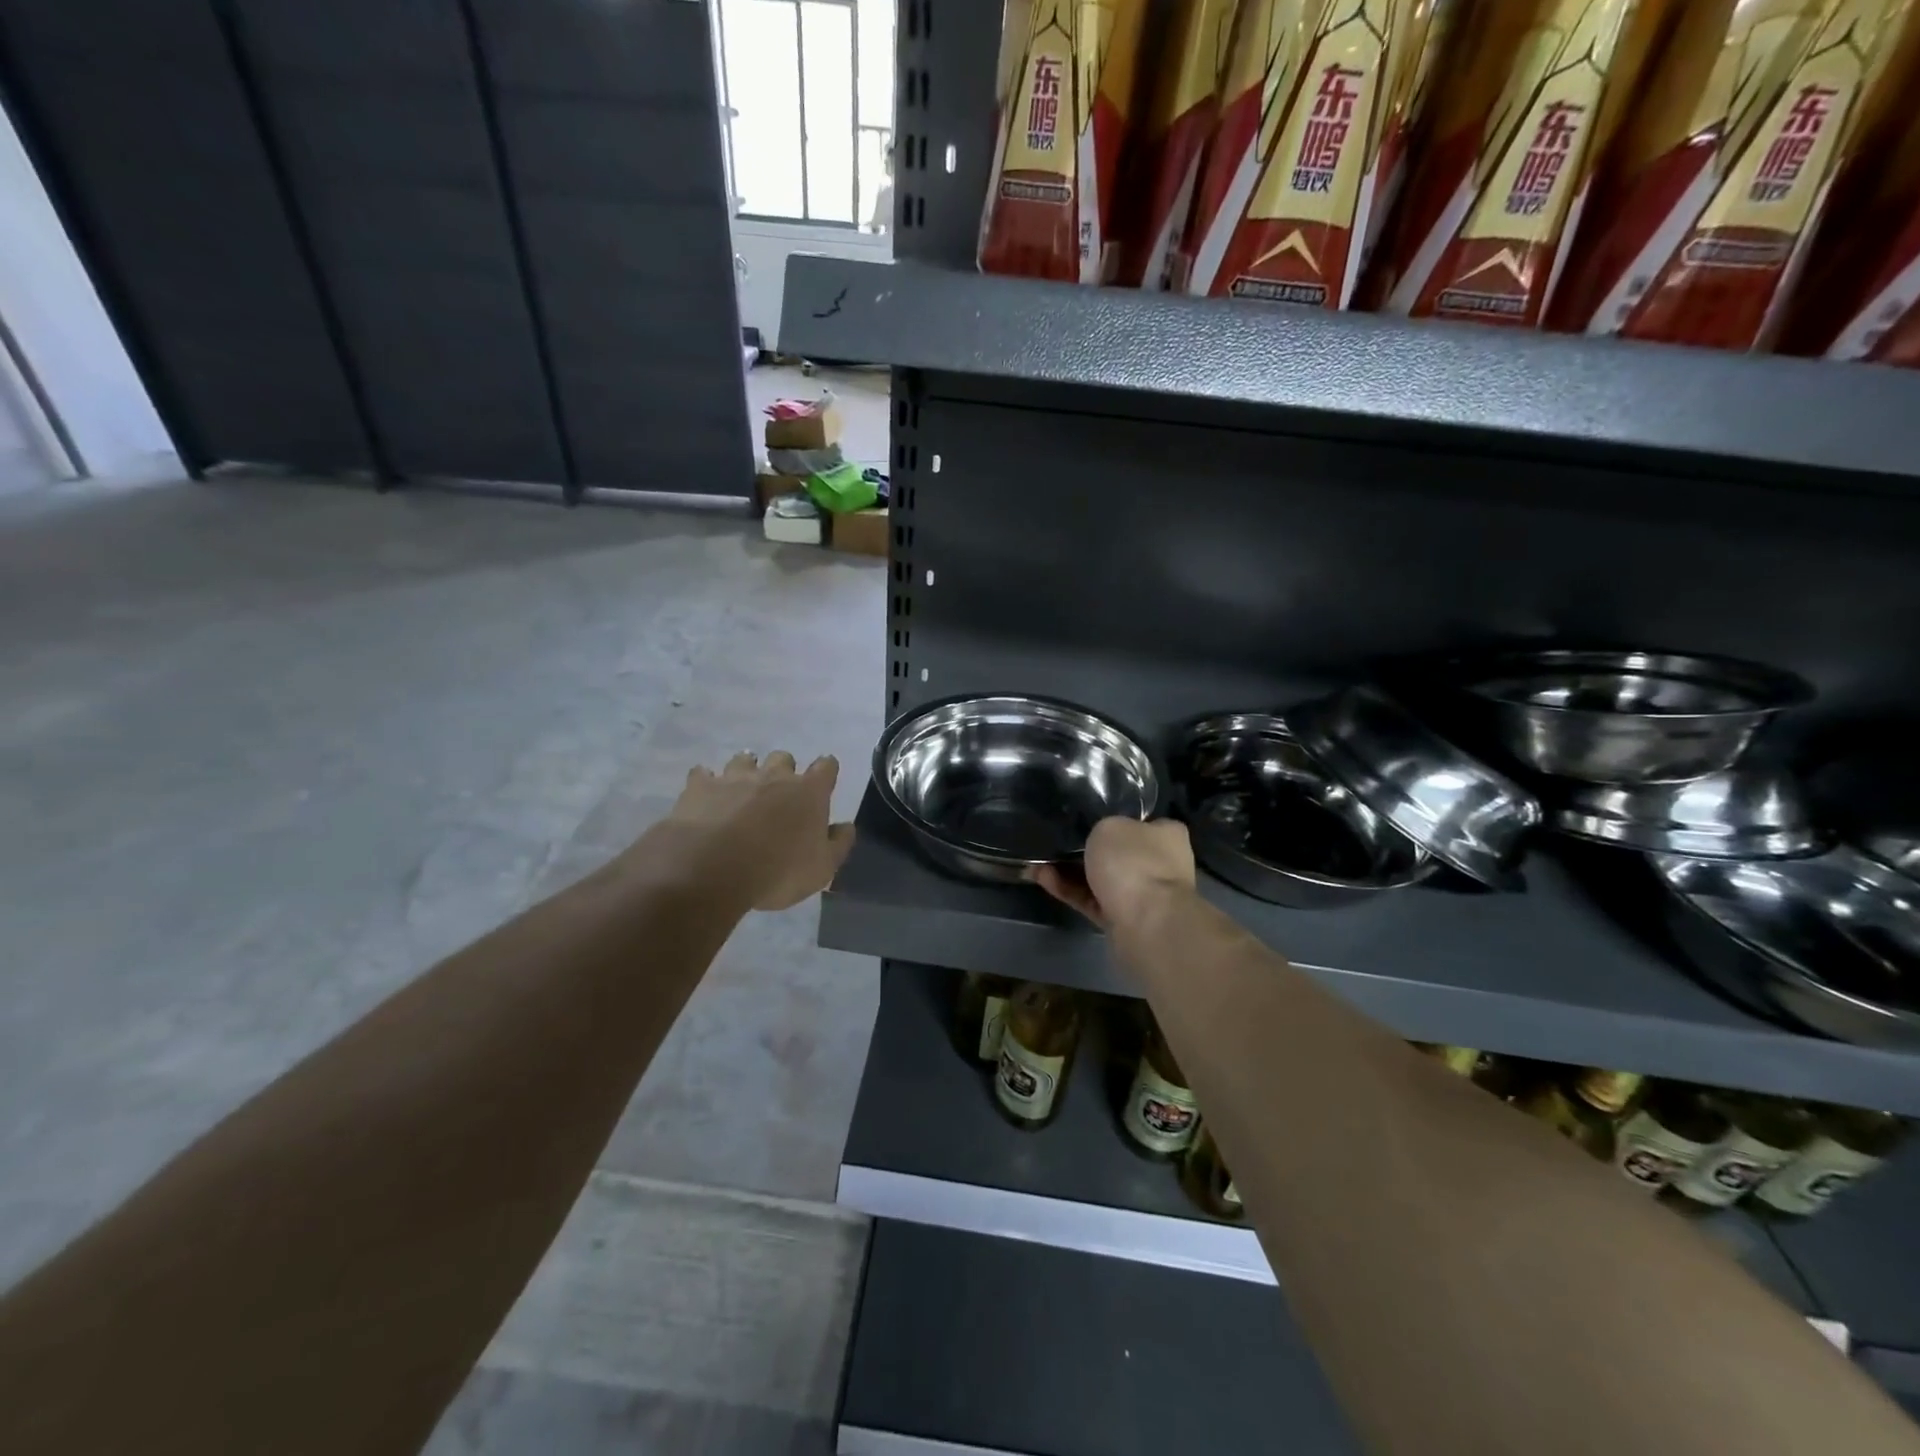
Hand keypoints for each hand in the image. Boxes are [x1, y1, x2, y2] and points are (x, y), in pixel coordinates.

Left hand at [652, 751, 855, 910]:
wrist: (712, 869)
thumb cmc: (777, 871)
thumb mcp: (821, 869)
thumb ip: (838, 844)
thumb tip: (845, 826)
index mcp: (808, 792)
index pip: (826, 767)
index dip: (826, 771)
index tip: (824, 780)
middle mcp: (774, 776)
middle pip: (783, 758)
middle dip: (783, 770)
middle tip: (779, 793)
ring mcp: (734, 777)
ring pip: (744, 759)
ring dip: (746, 770)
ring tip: (742, 789)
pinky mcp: (700, 786)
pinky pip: (703, 774)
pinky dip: (706, 781)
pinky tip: (705, 795)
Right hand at [1031, 817, 1195, 929]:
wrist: (1146, 923)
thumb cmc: (1133, 863)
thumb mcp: (1110, 826)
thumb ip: (1102, 829)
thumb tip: (1101, 839)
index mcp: (1167, 835)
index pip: (1139, 823)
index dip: (1111, 821)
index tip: (1084, 821)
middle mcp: (1160, 865)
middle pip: (1116, 853)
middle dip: (1083, 850)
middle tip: (1055, 842)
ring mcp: (1142, 895)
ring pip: (1100, 879)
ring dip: (1069, 871)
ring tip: (1036, 861)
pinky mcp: (1123, 921)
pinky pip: (1091, 900)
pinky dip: (1068, 890)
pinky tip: (1041, 878)